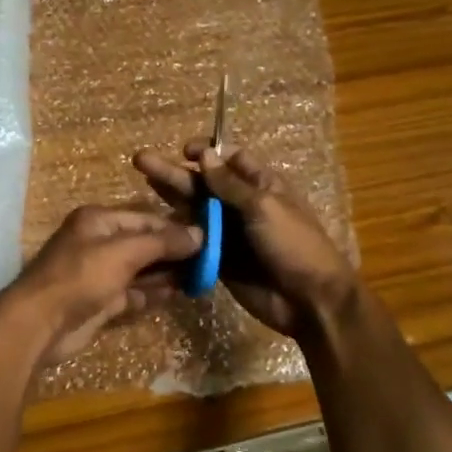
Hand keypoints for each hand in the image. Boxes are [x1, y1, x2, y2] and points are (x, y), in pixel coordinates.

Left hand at [1, 207, 202, 367]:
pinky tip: (180, 293)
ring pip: (141, 269)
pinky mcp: (101, 301)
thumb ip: (162, 242)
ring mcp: (99, 274)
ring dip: (168, 273)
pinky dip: (154, 292)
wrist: (40, 323)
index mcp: (98, 220)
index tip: (208, 237)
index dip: (175, 227)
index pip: (145, 217)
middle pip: (144, 243)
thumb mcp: (124, 252)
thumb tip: (200, 234)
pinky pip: (134, 292)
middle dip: (174, 251)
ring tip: (202, 276)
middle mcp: (98, 243)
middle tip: (210, 259)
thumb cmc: (81, 276)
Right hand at [133, 142, 355, 339]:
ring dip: (171, 197)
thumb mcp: (264, 207)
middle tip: (141, 161)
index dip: (207, 153)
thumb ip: (230, 184)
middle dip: (176, 172)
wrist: (309, 301)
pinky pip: (195, 240)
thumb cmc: (293, 245)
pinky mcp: (220, 259)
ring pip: (196, 210)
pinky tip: (152, 223)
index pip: (231, 160)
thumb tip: (204, 155)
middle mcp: (243, 205)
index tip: (182, 150)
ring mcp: (230, 233)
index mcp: (263, 185)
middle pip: (205, 183)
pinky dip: (177, 231)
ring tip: (142, 181)